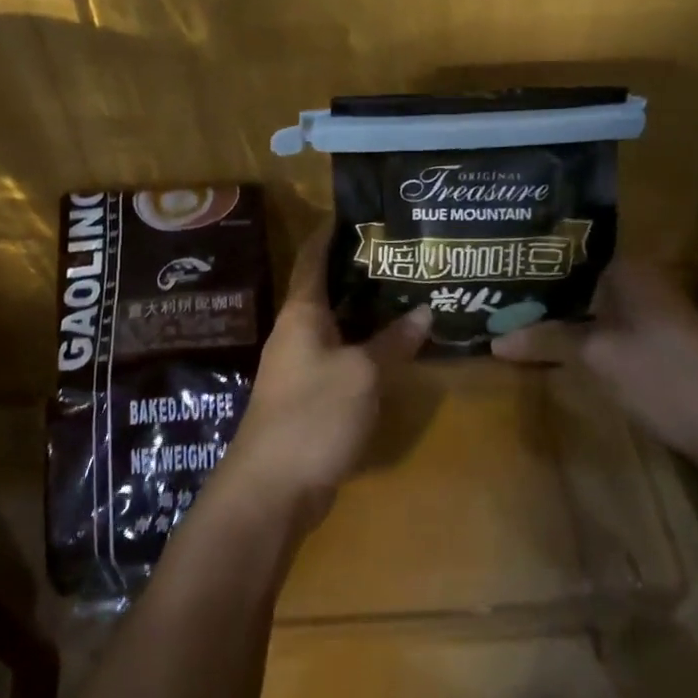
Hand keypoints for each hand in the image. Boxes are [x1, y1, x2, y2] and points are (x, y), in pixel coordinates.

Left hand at [216, 223, 430, 531]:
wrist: (271, 487)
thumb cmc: (314, 415)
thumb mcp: (362, 374)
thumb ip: (393, 341)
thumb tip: (425, 310)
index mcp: (302, 312)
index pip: (313, 256)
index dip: (332, 230)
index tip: (361, 210)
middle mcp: (297, 330)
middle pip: (328, 288)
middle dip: (361, 269)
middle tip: (403, 253)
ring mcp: (301, 364)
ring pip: (337, 323)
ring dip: (367, 309)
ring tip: (408, 291)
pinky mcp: (309, 393)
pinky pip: (340, 354)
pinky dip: (365, 344)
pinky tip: (394, 345)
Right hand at [491, 258, 697, 462]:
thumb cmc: (659, 375)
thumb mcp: (595, 355)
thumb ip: (544, 339)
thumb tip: (493, 340)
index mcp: (629, 268)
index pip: (571, 248)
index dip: (533, 256)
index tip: (496, 263)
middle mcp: (639, 280)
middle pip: (577, 277)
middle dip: (538, 287)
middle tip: (493, 290)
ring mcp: (647, 310)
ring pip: (588, 303)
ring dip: (555, 311)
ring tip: (509, 313)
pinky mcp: (651, 339)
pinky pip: (601, 323)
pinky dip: (575, 329)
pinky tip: (547, 340)